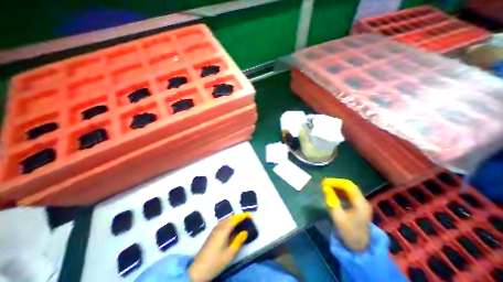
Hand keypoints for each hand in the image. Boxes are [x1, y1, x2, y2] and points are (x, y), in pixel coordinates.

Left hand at [188, 214, 249, 281]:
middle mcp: (219, 226)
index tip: (250, 216)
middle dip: (239, 217)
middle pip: (230, 217)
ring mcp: (215, 229)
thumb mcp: (230, 253)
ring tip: (241, 223)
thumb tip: (245, 232)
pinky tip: (232, 229)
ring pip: (226, 220)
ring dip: (234, 219)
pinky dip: (230, 223)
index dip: (243, 216)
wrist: (197, 270)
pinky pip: (223, 223)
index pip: (235, 219)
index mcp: (224, 230)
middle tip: (247, 220)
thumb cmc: (215, 262)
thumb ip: (238, 241)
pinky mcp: (213, 233)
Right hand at [323, 179, 371, 250]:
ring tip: (327, 186)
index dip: (336, 182)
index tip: (325, 182)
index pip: (348, 186)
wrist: (359, 246)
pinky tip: (333, 192)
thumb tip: (325, 188)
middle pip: (350, 186)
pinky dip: (340, 191)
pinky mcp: (358, 206)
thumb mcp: (337, 216)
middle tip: (324, 183)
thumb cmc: (348, 231)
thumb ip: (331, 200)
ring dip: (338, 187)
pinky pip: (349, 194)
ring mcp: (361, 203)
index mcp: (360, 204)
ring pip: (349, 189)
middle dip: (336, 183)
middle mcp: (363, 201)